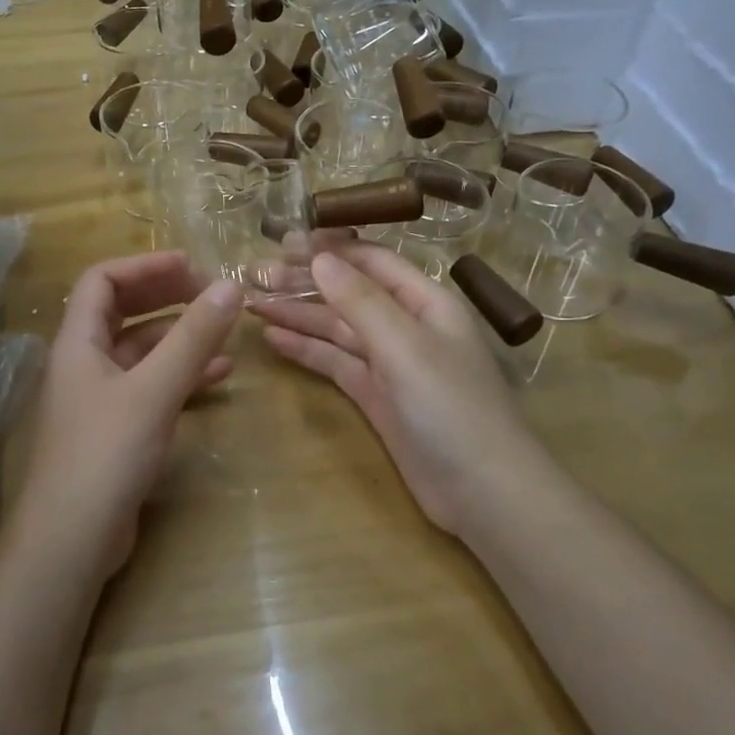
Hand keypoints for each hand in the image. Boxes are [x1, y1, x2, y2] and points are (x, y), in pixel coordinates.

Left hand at [18, 252, 241, 576]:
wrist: (71, 540)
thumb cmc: (105, 454)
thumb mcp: (154, 390)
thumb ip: (192, 338)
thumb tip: (230, 287)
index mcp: (78, 342)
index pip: (102, 280)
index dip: (145, 265)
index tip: (191, 265)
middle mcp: (84, 362)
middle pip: (123, 311)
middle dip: (166, 297)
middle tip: (211, 293)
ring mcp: (99, 397)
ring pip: (141, 351)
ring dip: (180, 337)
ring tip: (225, 332)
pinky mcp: (116, 428)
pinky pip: (150, 386)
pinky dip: (181, 375)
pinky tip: (218, 376)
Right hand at [249, 244, 535, 538]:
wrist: (482, 492)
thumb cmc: (451, 407)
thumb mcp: (406, 347)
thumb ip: (361, 302)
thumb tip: (320, 258)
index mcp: (425, 302)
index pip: (372, 261)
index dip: (330, 249)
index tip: (283, 241)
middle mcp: (406, 325)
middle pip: (349, 293)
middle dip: (304, 282)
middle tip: (255, 274)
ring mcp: (390, 363)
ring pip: (337, 328)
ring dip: (298, 315)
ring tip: (252, 303)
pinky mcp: (375, 396)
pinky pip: (336, 362)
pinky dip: (307, 350)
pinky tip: (273, 339)